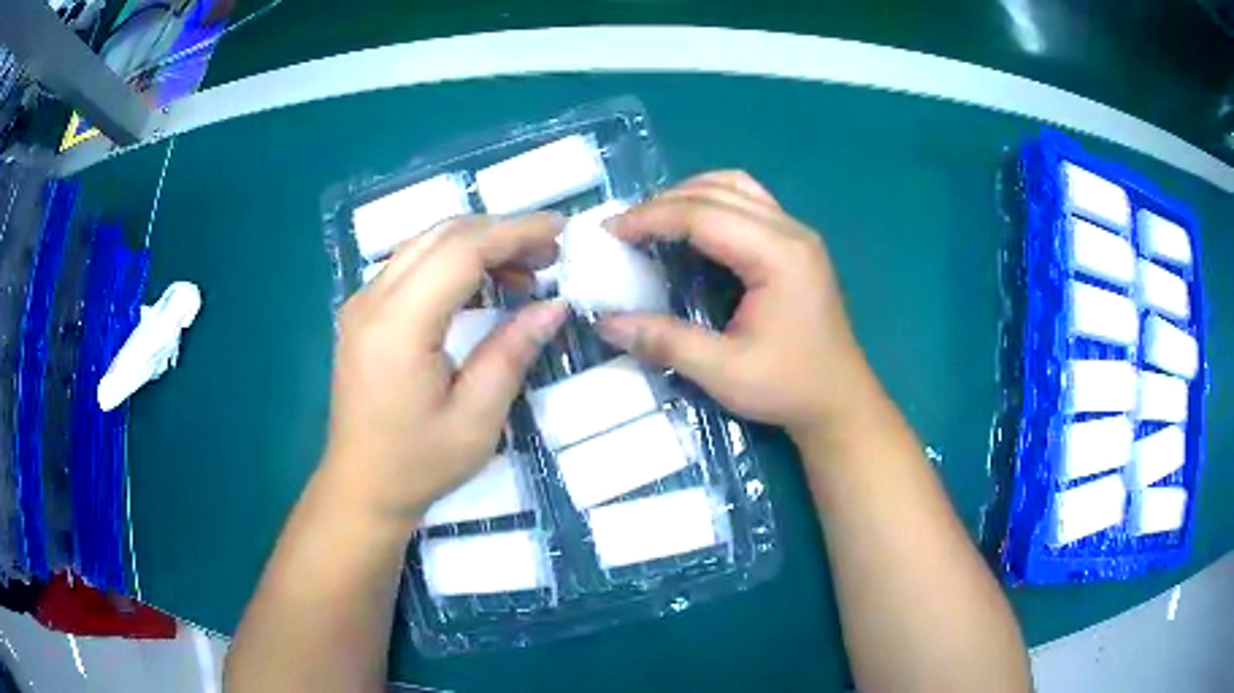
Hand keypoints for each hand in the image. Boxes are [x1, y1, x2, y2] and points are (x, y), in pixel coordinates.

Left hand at [323, 214, 567, 527]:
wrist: (361, 486)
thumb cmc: (418, 463)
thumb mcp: (477, 417)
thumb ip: (512, 352)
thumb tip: (554, 305)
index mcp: (399, 324)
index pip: (462, 249)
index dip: (516, 232)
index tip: (562, 231)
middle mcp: (373, 299)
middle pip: (443, 235)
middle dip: (502, 233)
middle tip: (549, 255)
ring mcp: (363, 303)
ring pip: (426, 243)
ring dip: (478, 245)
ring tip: (524, 273)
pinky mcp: (363, 313)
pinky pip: (412, 265)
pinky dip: (453, 263)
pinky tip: (482, 290)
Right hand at [598, 171, 878, 439]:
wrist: (840, 402)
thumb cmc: (789, 387)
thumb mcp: (723, 371)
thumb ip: (665, 341)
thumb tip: (605, 322)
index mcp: (778, 255)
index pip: (703, 214)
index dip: (650, 218)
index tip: (609, 232)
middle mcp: (791, 231)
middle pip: (718, 191)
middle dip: (663, 203)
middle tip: (623, 228)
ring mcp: (798, 234)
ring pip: (736, 187)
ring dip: (689, 195)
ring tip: (653, 221)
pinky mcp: (797, 244)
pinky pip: (749, 202)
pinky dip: (712, 203)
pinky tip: (692, 228)